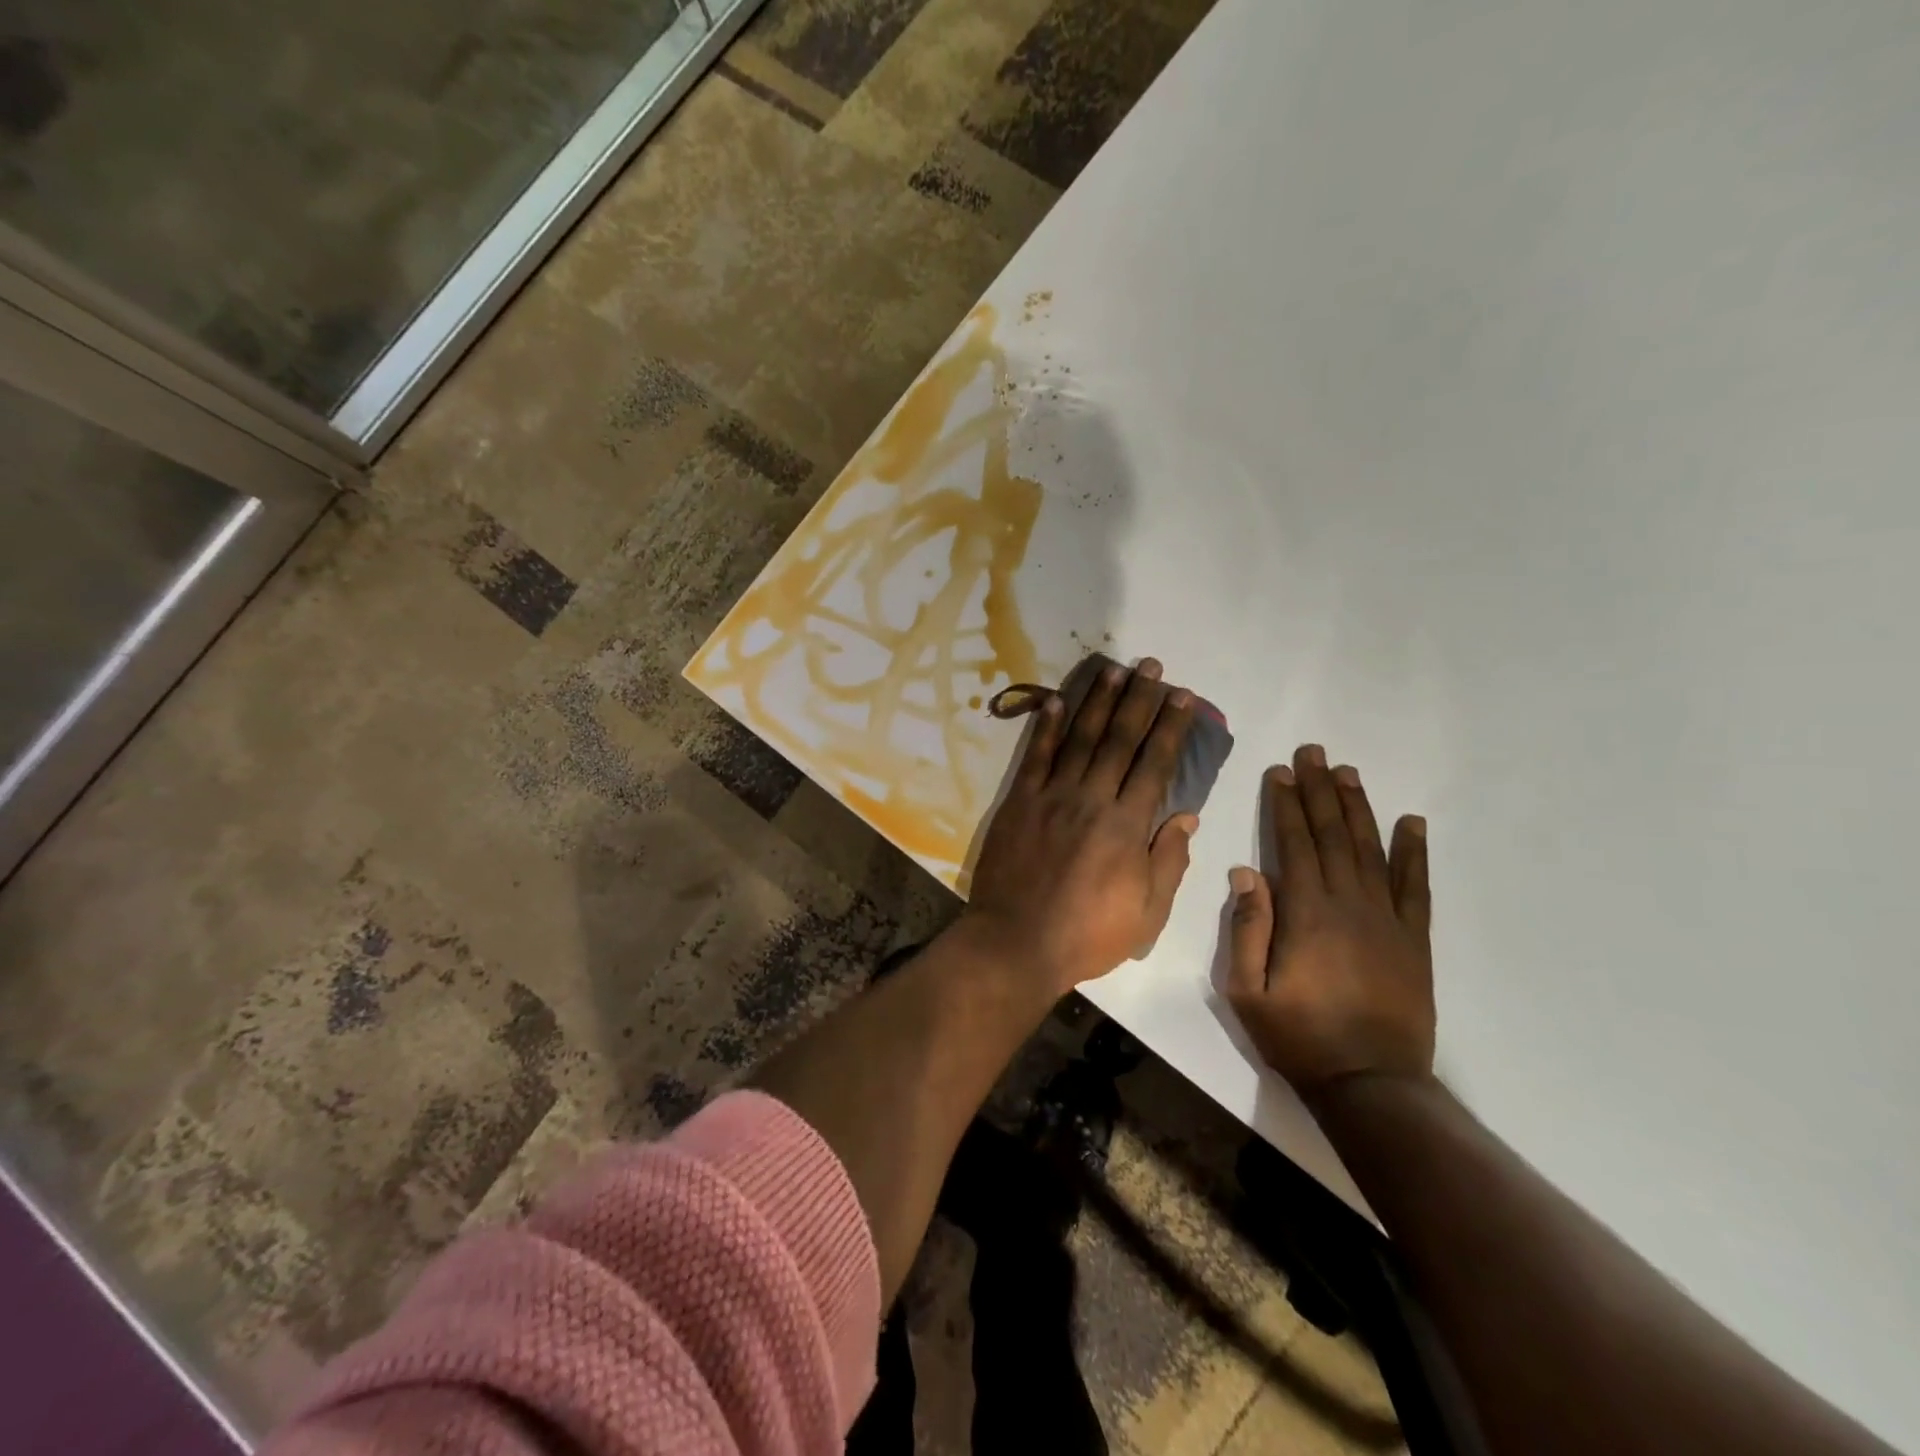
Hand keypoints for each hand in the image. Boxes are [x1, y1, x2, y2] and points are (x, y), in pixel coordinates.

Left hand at [965, 657, 1199, 998]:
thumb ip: (1169, 860)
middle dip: (1139, 701)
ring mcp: (1052, 796)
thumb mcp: (1147, 912)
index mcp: (1127, 825)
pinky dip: (1047, 727)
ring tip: (1114, 671)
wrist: (1017, 941)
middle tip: (1152, 667)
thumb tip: (1186, 815)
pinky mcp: (1019, 802)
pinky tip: (1057, 700)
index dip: (1170, 728)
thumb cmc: (1088, 934)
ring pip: (1080, 738)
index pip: (1155, 764)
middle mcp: (1092, 798)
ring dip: (1098, 702)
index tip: (1183, 698)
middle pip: (1120, 740)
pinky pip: (1035, 757)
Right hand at [1224, 744, 1434, 1105]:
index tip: (1280, 771)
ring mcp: (1387, 920)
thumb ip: (1246, 928)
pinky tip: (1412, 823)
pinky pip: (1415, 887)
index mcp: (1306, 913)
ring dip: (1358, 808)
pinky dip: (1414, 852)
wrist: (1371, 1084)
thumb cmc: (1298, 1037)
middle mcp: (1349, 904)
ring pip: (1371, 850)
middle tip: (1315, 753)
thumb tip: (1245, 872)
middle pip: (1332, 835)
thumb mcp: (1248, 990)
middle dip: (1320, 791)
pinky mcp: (1414, 940)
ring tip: (1349, 773)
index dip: (1285, 804)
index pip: (1293, 844)